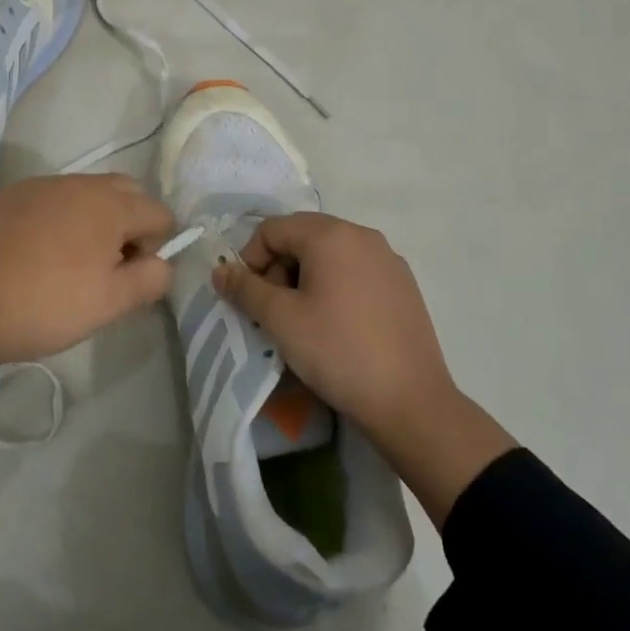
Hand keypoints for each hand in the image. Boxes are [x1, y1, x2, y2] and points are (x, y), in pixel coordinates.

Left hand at [0, 173, 174, 409]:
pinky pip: (52, 198)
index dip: (156, 247)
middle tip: (109, 266)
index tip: (129, 277)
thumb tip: (163, 263)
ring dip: (94, 219)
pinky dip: (59, 218)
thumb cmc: (47, 305)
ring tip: (72, 262)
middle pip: (127, 192)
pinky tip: (38, 253)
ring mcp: (42, 185)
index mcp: (111, 205)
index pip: (159, 213)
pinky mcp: (11, 195)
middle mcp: (80, 183)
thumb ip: (152, 278)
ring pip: (87, 193)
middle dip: (130, 224)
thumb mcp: (112, 302)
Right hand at [213, 213, 515, 523]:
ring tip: (304, 322)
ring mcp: (389, 259)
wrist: (410, 401)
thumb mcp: (280, 319)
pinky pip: (355, 272)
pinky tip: (337, 327)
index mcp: (332, 234)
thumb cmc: (337, 351)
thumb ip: (245, 289)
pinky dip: (335, 287)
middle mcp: (363, 235)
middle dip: (278, 268)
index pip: (272, 229)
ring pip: (329, 255)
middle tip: (275, 312)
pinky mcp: (403, 285)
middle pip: (302, 236)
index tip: (251, 299)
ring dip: (305, 279)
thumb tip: (220, 271)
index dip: (251, 260)